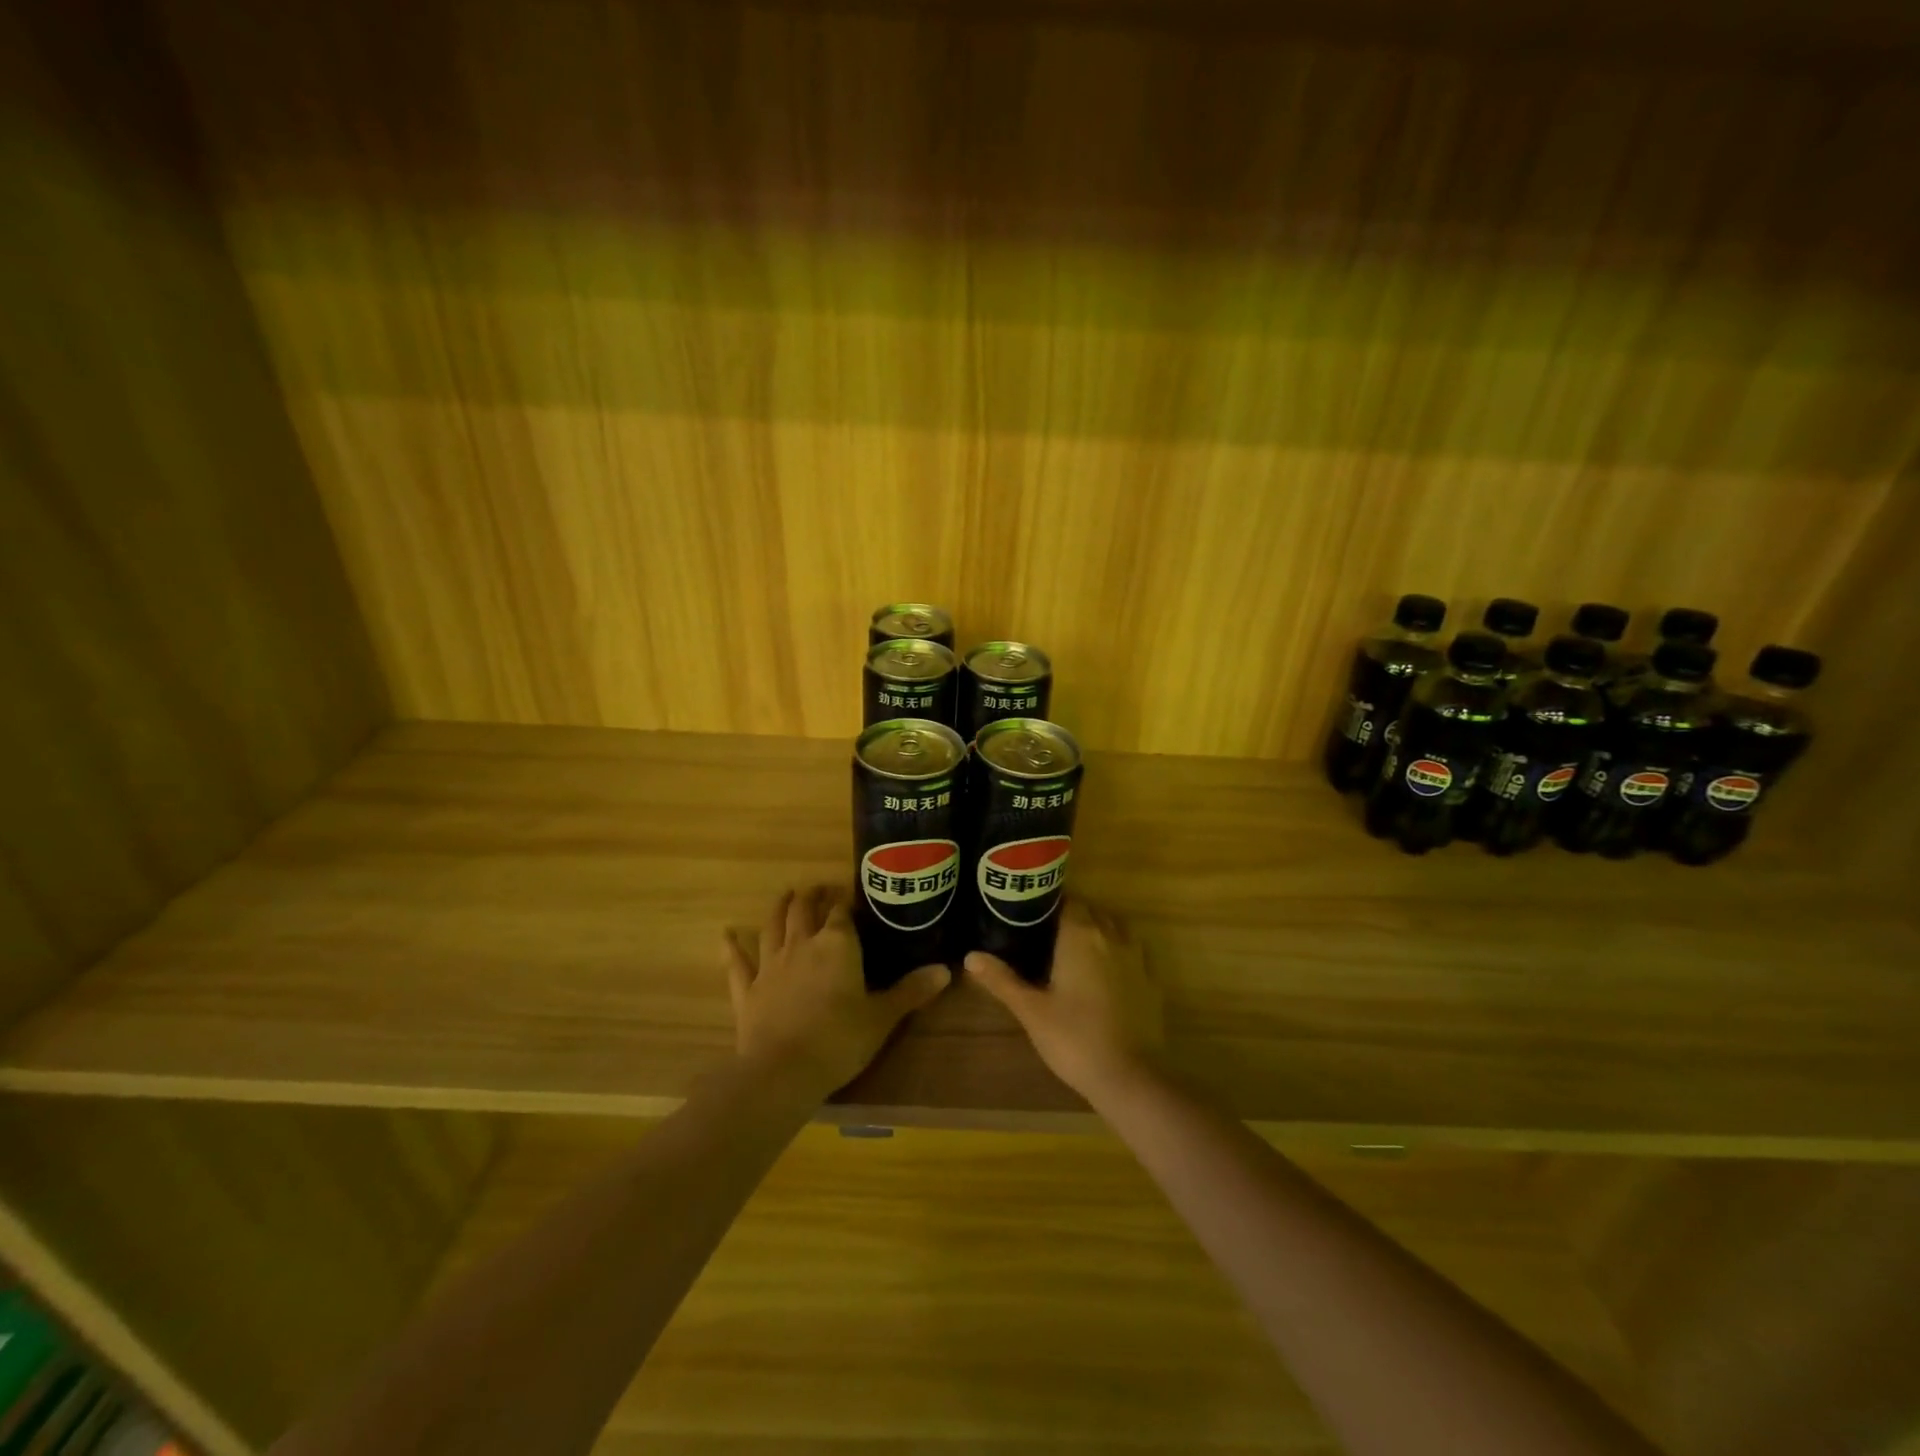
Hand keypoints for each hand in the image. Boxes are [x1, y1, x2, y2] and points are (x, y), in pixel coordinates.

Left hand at [725, 886, 949, 1100]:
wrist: (783, 1071)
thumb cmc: (840, 1039)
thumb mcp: (883, 1017)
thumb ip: (912, 991)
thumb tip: (947, 970)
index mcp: (837, 946)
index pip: (841, 913)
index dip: (845, 902)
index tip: (849, 895)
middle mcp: (802, 946)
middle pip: (804, 911)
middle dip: (812, 897)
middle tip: (818, 888)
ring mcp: (771, 965)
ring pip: (773, 927)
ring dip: (779, 909)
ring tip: (785, 894)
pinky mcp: (748, 990)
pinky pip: (738, 963)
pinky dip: (732, 948)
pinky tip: (726, 934)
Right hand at [965, 899, 1164, 1103]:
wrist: (1128, 1077)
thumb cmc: (1073, 1038)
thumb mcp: (1030, 1010)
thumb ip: (1002, 979)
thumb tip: (971, 956)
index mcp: (1080, 935)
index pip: (1068, 902)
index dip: (1050, 906)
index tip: (1032, 917)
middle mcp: (1112, 936)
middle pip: (1092, 913)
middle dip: (1073, 919)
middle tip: (1047, 938)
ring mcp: (1137, 958)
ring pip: (1116, 930)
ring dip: (1098, 934)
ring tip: (1075, 955)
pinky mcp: (1152, 982)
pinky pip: (1132, 955)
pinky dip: (1118, 957)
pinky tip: (1105, 979)